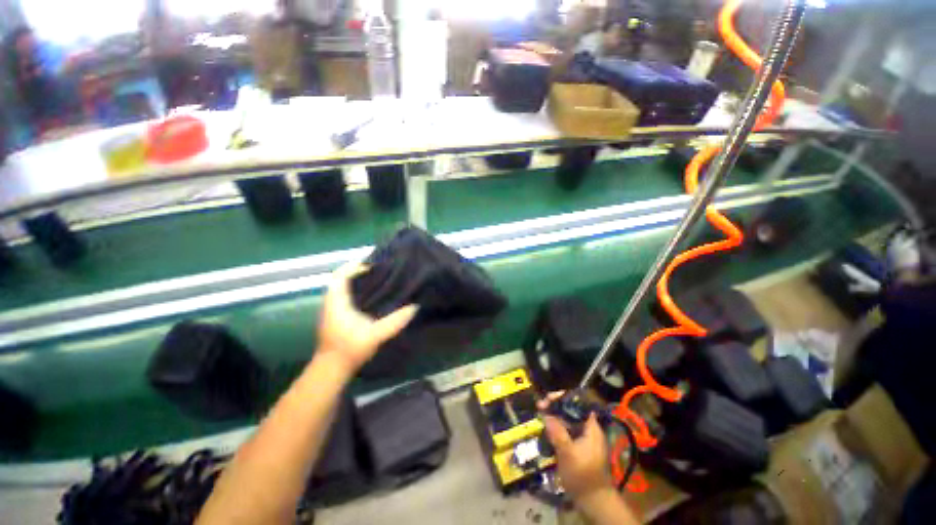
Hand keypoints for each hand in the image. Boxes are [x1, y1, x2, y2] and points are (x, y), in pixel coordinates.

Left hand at [316, 262, 417, 374]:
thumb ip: (395, 321)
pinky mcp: (335, 316)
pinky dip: (356, 290)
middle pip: (341, 278)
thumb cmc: (350, 350)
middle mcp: (331, 302)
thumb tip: (415, 307)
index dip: (355, 266)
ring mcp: (332, 309)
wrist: (331, 369)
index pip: (340, 275)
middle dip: (358, 271)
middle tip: (379, 270)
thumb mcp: (376, 335)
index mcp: (337, 302)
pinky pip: (344, 295)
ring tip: (377, 280)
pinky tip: (371, 296)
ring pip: (342, 287)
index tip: (374, 265)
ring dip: (356, 281)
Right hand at [539, 393, 614, 500]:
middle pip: (571, 410)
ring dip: (554, 416)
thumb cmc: (583, 475)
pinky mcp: (578, 446)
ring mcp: (584, 438)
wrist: (593, 501)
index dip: (563, 398)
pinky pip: (567, 430)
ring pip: (568, 420)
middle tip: (540, 406)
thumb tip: (546, 415)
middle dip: (555, 406)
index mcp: (591, 427)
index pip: (578, 403)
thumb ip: (557, 432)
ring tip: (541, 414)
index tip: (548, 399)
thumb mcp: (568, 454)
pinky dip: (557, 427)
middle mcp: (589, 429)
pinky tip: (547, 428)